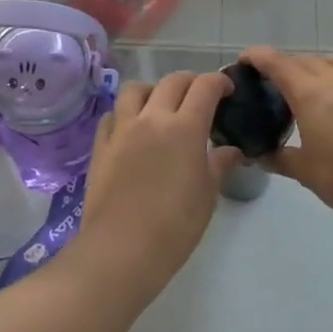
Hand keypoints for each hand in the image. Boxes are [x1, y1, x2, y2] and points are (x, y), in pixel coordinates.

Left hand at [73, 71, 237, 295]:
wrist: (121, 250)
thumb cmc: (174, 226)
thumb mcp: (207, 195)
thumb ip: (219, 164)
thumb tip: (231, 150)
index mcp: (185, 127)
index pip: (205, 87)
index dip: (219, 82)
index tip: (228, 89)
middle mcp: (152, 118)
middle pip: (172, 81)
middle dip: (191, 82)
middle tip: (200, 97)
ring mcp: (122, 129)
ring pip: (136, 89)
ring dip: (153, 90)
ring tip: (161, 107)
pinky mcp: (100, 145)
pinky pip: (112, 115)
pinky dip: (125, 113)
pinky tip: (132, 129)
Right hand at [240, 48, 332, 223]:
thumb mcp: (306, 173)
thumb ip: (280, 159)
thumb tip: (261, 156)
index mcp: (310, 94)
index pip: (276, 63)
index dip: (257, 56)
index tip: (245, 60)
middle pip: (304, 60)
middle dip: (286, 67)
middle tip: (277, 86)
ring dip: (319, 67)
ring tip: (315, 86)